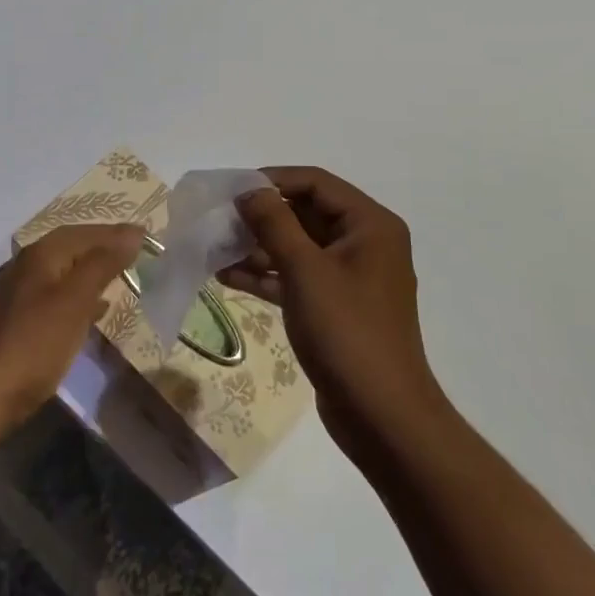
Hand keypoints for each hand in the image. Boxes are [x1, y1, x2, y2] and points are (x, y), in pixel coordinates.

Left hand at [0, 223, 145, 426]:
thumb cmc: (35, 344)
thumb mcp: (74, 300)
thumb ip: (103, 263)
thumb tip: (132, 233)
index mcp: (39, 255)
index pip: (83, 232)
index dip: (115, 233)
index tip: (147, 236)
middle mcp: (24, 265)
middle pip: (70, 247)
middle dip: (103, 248)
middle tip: (136, 253)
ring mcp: (17, 293)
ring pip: (62, 271)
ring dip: (91, 271)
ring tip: (122, 277)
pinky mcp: (16, 319)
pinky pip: (54, 295)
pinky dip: (78, 295)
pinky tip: (95, 309)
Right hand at [220, 167, 444, 462]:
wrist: (381, 414)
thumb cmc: (347, 332)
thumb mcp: (305, 270)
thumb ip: (274, 223)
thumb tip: (249, 191)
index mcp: (370, 225)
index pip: (315, 183)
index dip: (272, 181)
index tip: (230, 190)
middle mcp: (364, 244)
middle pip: (305, 213)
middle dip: (260, 217)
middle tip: (217, 221)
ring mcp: (349, 278)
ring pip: (297, 247)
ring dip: (257, 246)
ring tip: (214, 248)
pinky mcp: (334, 307)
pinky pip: (296, 277)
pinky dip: (265, 275)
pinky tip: (226, 276)